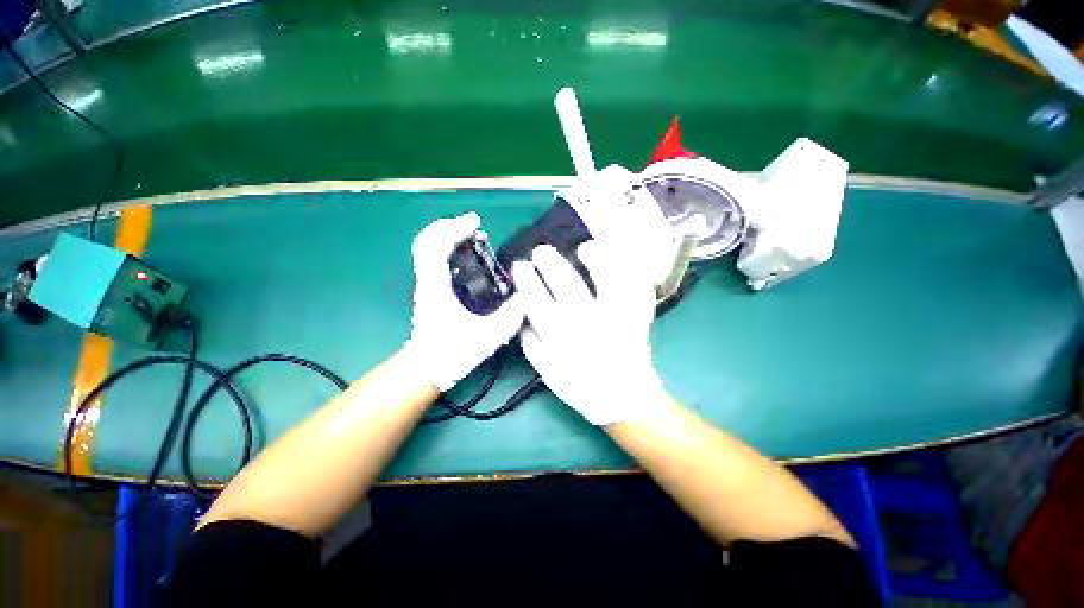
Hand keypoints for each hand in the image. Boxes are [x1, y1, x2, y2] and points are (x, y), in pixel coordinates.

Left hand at [405, 213, 523, 391]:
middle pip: (426, 241)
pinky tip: (466, 255)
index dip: (454, 229)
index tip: (474, 222)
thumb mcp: (487, 336)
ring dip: (447, 235)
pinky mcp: (430, 291)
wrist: (426, 370)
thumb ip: (510, 317)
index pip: (436, 247)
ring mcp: (426, 285)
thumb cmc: (452, 353)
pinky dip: (446, 248)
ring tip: (471, 235)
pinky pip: (433, 259)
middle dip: (448, 226)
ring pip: (428, 249)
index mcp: (436, 288)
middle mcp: (427, 281)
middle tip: (473, 225)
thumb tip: (528, 297)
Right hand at [512, 241, 665, 425]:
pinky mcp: (636, 317)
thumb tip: (523, 320)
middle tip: (541, 251)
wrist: (623, 398)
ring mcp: (615, 317)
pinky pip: (636, 288)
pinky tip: (619, 260)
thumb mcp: (547, 373)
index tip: (520, 266)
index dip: (526, 280)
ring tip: (584, 248)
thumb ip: (532, 346)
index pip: (536, 301)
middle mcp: (586, 322)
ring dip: (594, 259)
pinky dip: (630, 271)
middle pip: (567, 284)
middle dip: (551, 263)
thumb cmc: (582, 387)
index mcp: (561, 337)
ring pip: (606, 280)